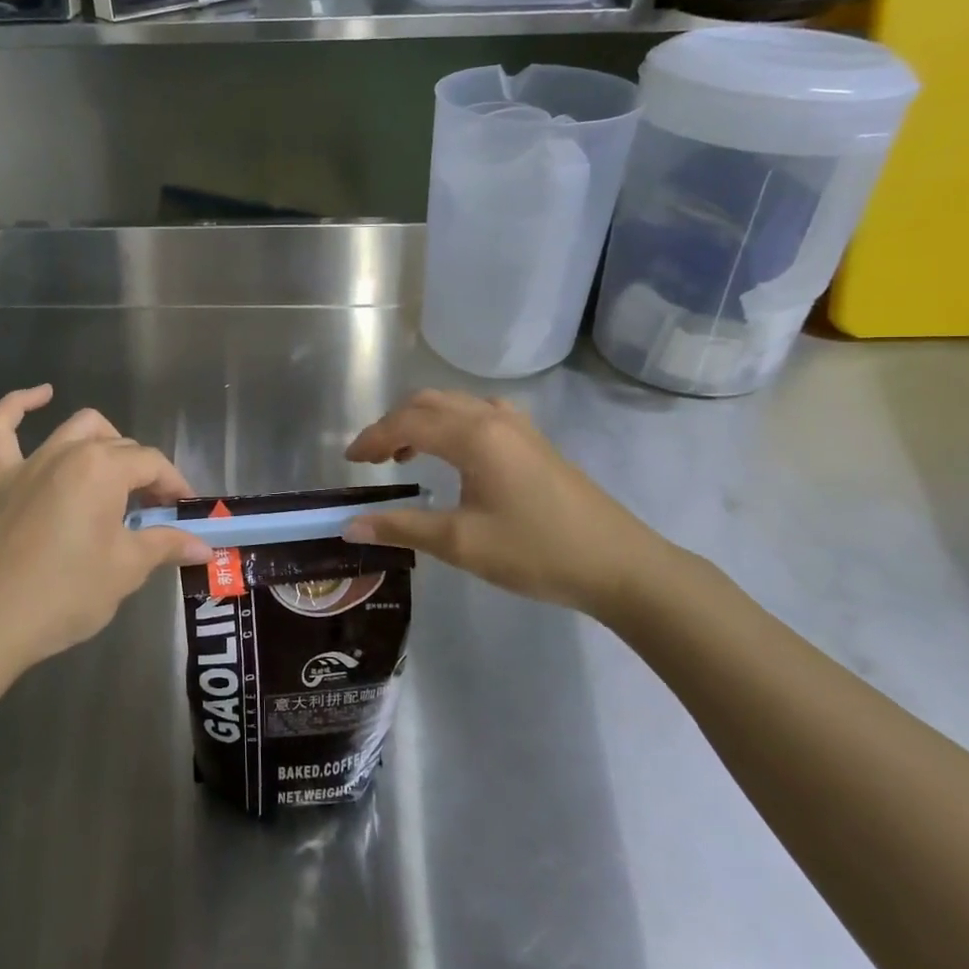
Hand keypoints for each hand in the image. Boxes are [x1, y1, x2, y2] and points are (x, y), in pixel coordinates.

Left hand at [0, 385, 211, 677]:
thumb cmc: (67, 593)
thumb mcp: (126, 569)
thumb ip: (166, 545)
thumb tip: (204, 545)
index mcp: (103, 468)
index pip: (152, 464)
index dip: (174, 485)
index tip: (185, 513)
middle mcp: (68, 452)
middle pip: (119, 447)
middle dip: (144, 473)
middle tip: (155, 512)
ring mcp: (29, 463)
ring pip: (76, 429)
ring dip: (104, 441)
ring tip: (118, 471)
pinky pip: (0, 429)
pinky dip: (18, 406)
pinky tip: (40, 395)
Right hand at [343, 389, 677, 618]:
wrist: (619, 565)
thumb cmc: (536, 552)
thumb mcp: (461, 543)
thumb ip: (402, 527)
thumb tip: (350, 525)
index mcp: (474, 436)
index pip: (407, 423)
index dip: (372, 438)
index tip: (349, 461)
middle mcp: (493, 417)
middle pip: (428, 402)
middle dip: (393, 424)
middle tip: (371, 458)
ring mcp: (518, 425)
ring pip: (454, 404)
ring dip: (421, 420)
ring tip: (403, 456)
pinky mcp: (533, 440)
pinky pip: (478, 413)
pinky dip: (450, 423)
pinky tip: (452, 454)